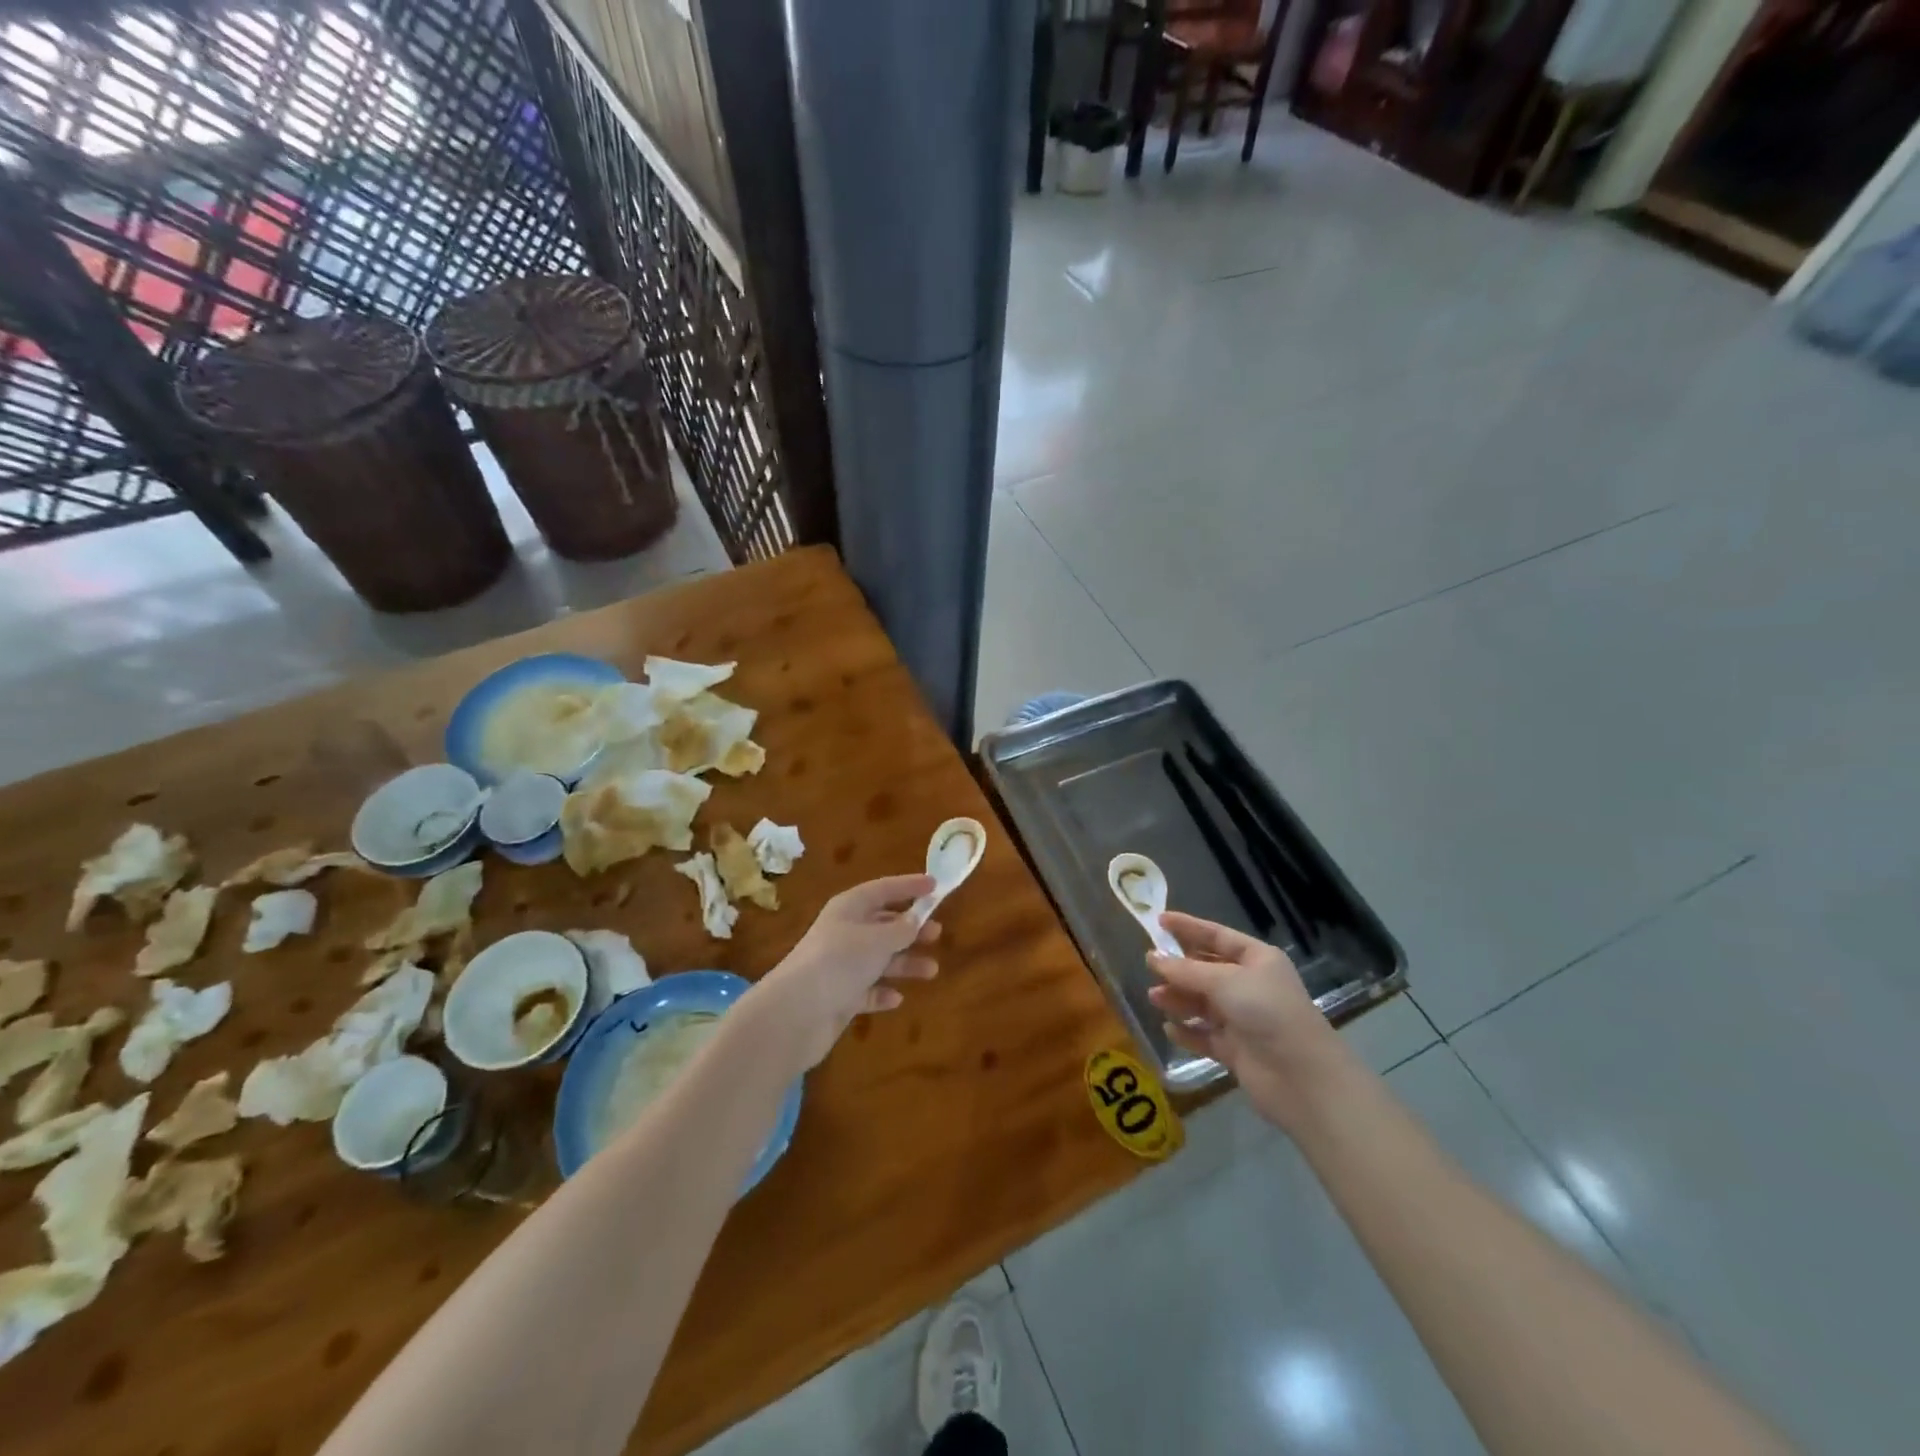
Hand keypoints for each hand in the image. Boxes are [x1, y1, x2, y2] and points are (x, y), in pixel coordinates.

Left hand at [745, 874, 941, 1073]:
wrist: (796, 1012)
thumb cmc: (840, 962)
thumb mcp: (877, 940)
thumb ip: (901, 930)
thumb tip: (914, 921)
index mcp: (849, 909)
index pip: (883, 889)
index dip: (909, 886)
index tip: (935, 885)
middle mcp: (844, 933)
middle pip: (882, 925)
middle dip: (910, 929)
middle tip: (937, 933)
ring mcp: (840, 967)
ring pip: (879, 960)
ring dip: (904, 963)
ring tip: (931, 971)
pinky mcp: (839, 997)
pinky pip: (867, 990)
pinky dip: (882, 993)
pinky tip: (897, 999)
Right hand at [1146, 912, 1349, 1133]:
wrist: (1301, 1077)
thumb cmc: (1266, 1012)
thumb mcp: (1224, 981)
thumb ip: (1185, 970)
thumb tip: (1152, 957)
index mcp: (1257, 960)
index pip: (1217, 936)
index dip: (1189, 927)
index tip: (1159, 921)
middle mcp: (1250, 985)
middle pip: (1207, 970)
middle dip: (1179, 968)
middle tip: (1150, 966)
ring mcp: (1243, 1018)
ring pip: (1202, 1003)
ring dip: (1179, 999)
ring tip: (1155, 999)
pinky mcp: (1236, 1049)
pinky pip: (1205, 1034)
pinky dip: (1188, 1031)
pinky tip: (1170, 1029)